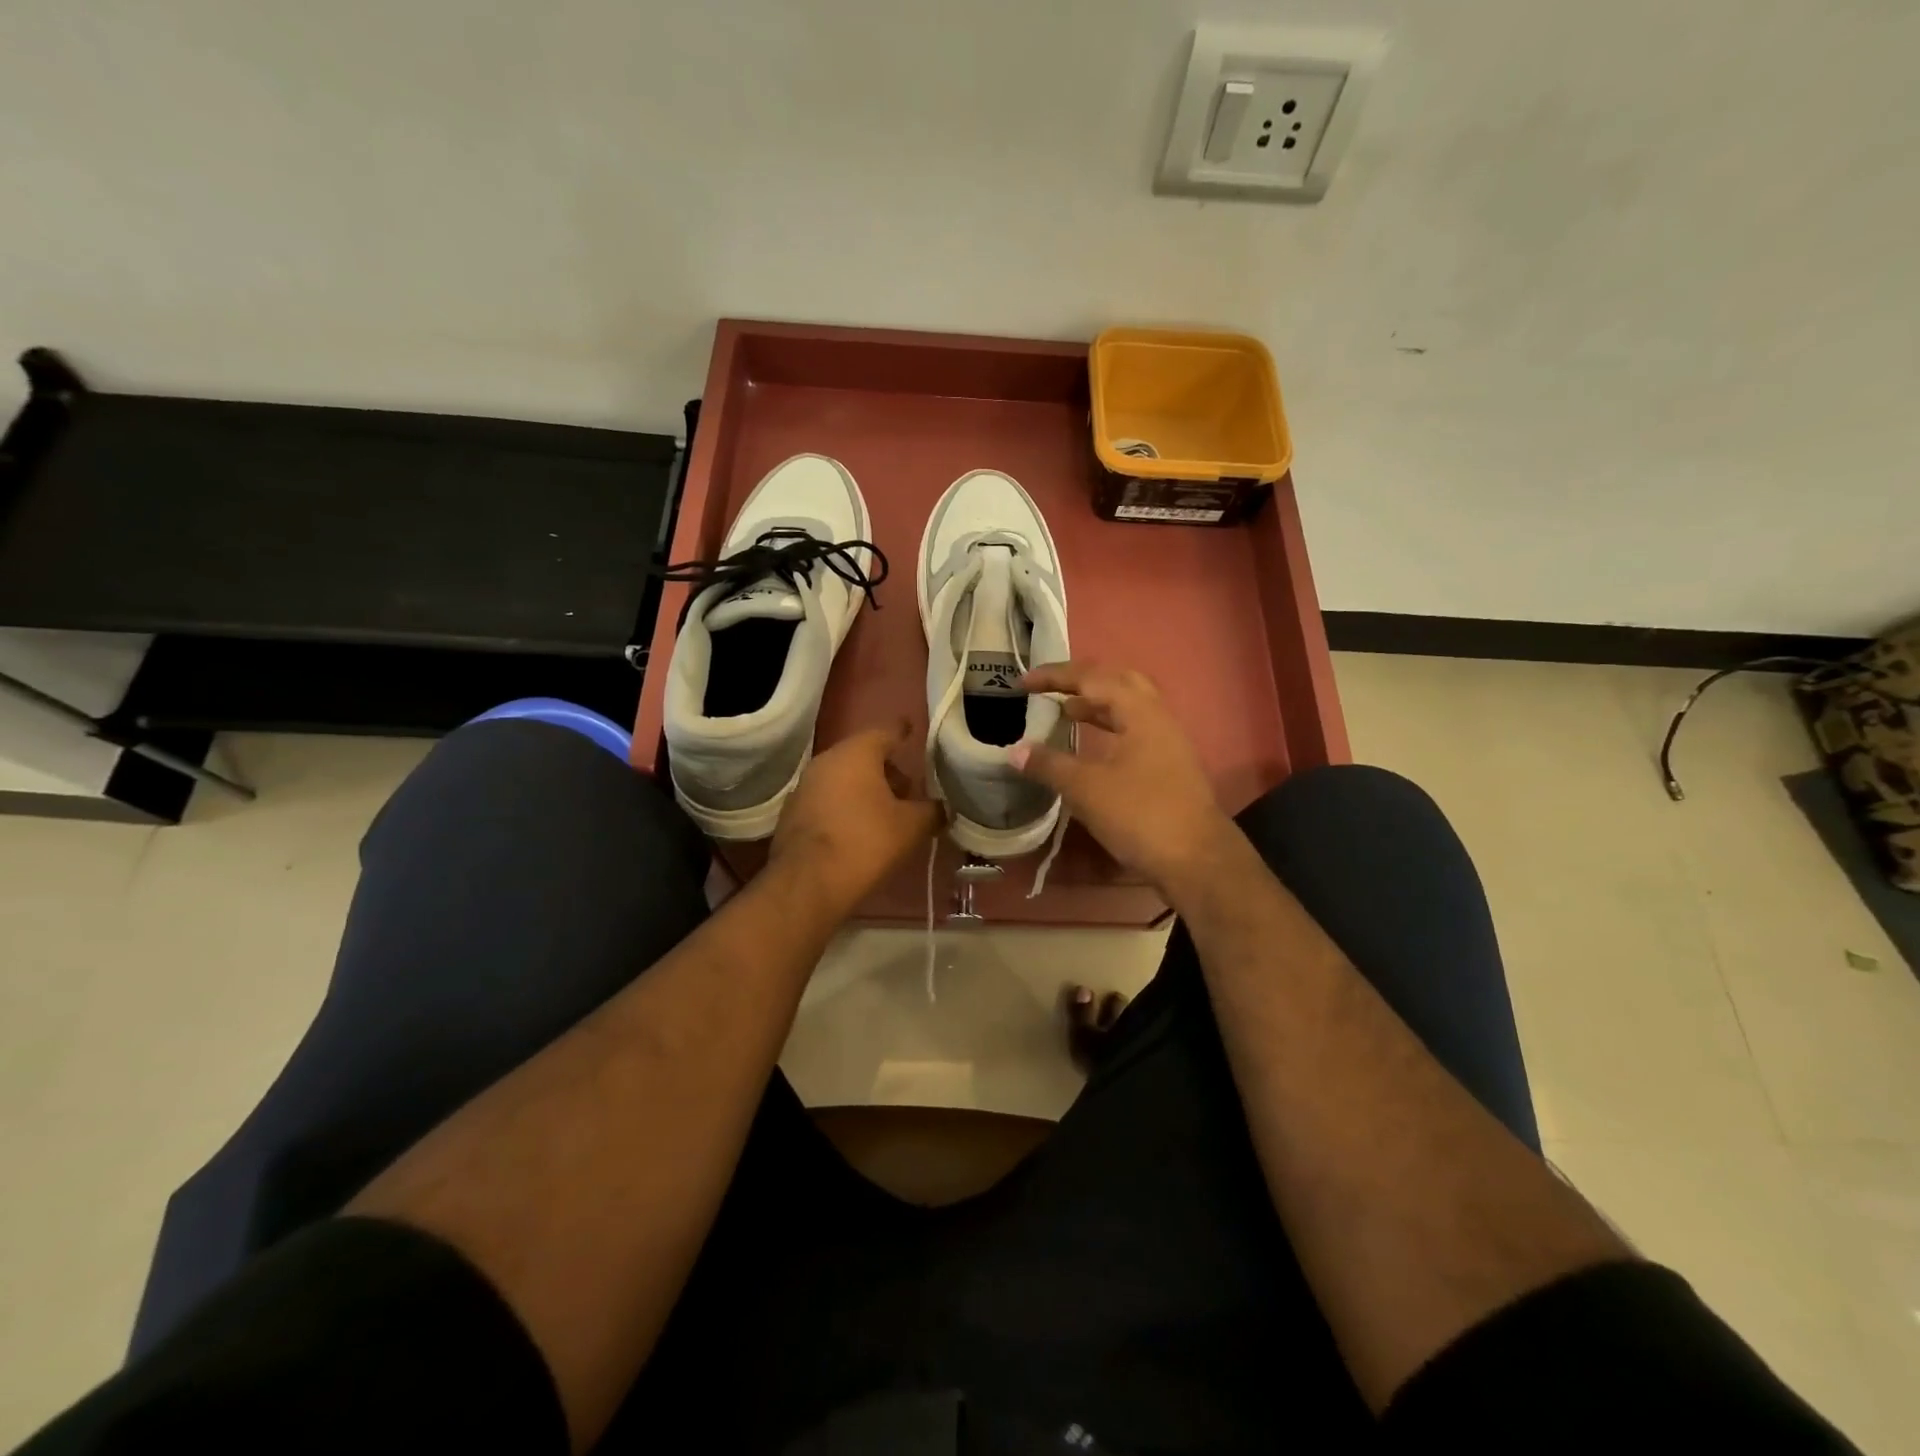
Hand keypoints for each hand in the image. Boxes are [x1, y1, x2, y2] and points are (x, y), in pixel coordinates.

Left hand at [769, 722, 938, 914]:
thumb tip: (943, 808)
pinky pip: (827, 799)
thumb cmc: (865, 842)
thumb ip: (932, 811)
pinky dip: (845, 806)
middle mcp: (826, 760)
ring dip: (865, 789)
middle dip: (887, 769)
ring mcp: (805, 786)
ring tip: (887, 812)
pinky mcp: (793, 813)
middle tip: (908, 789)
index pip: (886, 731)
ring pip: (843, 778)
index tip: (912, 729)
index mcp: (856, 753)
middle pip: (863, 756)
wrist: (808, 883)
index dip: (902, 732)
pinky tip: (859, 829)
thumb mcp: (911, 827)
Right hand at [1010, 662, 1238, 898]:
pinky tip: (1092, 748)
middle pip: (1118, 683)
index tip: (1023, 683)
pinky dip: (1108, 728)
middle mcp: (1158, 719)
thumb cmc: (1141, 815)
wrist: (1197, 860)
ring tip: (1065, 712)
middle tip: (1051, 689)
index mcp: (1140, 712)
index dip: (1055, 676)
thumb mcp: (1087, 789)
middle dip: (1082, 682)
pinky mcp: (1170, 766)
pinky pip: (1134, 731)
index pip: (1093, 678)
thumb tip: (1015, 751)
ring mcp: (1168, 743)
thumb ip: (1049, 765)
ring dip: (1096, 706)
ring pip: (1129, 709)